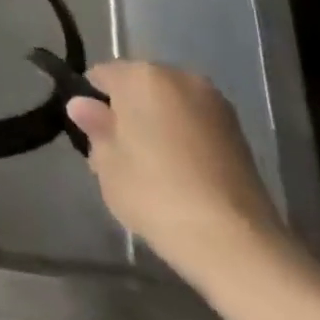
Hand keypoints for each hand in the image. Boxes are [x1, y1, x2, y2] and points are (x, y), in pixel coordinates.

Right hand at [68, 61, 288, 284]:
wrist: (237, 243)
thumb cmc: (157, 195)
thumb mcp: (108, 165)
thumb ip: (95, 128)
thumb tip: (82, 105)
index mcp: (141, 76)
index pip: (101, 76)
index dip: (91, 104)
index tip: (92, 137)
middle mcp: (178, 76)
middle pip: (138, 86)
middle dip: (127, 112)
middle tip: (120, 156)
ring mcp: (213, 101)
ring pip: (169, 104)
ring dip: (157, 124)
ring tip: (154, 170)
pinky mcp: (237, 130)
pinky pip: (194, 122)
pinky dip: (183, 138)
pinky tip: (182, 176)